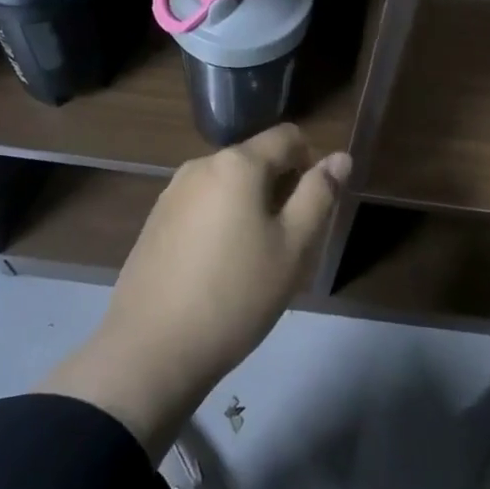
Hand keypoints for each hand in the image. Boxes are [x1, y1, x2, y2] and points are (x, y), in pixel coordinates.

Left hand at [38, 125, 350, 456]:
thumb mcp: (293, 248)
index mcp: (238, 163)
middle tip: (287, 243)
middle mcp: (201, 165)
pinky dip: (220, 222)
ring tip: (252, 261)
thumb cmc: (235, 296)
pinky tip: (217, 270)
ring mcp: (172, 192)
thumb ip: (319, 194)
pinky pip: (202, 205)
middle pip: (256, 159)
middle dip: (279, 188)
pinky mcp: (154, 221)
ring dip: (249, 206)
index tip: (312, 206)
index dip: (311, 161)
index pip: (288, 136)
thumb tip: (340, 158)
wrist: (149, 352)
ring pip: (228, 184)